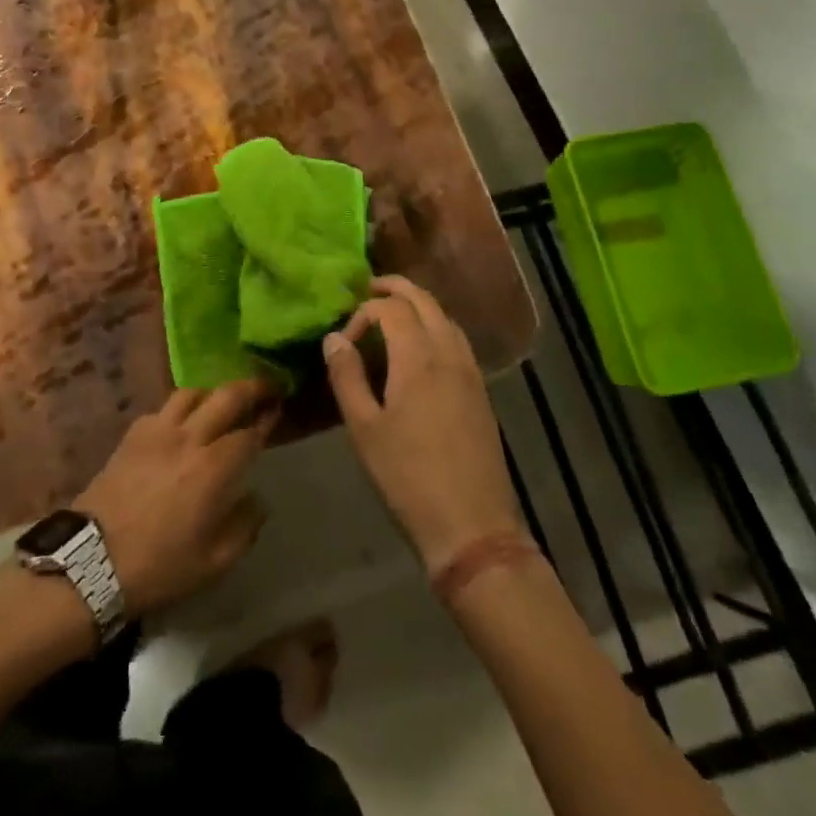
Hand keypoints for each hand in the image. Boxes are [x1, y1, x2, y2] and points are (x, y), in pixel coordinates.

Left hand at [74, 379, 278, 615]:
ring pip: (193, 392)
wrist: (92, 561)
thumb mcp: (214, 561)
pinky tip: (183, 423)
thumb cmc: (160, 566)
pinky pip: (164, 407)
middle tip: (266, 387)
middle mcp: (189, 437)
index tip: (277, 411)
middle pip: (226, 395)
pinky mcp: (133, 433)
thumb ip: (244, 526)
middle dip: (252, 387)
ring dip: (214, 392)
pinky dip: (182, 408)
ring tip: (223, 401)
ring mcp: (158, 429)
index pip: (249, 433)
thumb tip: (256, 500)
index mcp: (214, 467)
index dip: (266, 421)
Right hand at [323, 276, 523, 573]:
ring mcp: (470, 370)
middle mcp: (449, 352)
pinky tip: (420, 349)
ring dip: (418, 305)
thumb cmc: (408, 477)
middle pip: (424, 300)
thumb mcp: (365, 428)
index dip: (362, 313)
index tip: (345, 342)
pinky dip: (436, 326)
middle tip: (368, 291)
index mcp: (419, 357)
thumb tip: (334, 338)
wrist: (472, 526)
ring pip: (444, 316)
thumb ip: (347, 377)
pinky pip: (457, 339)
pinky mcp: (480, 390)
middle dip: (395, 289)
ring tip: (391, 315)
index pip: (390, 309)